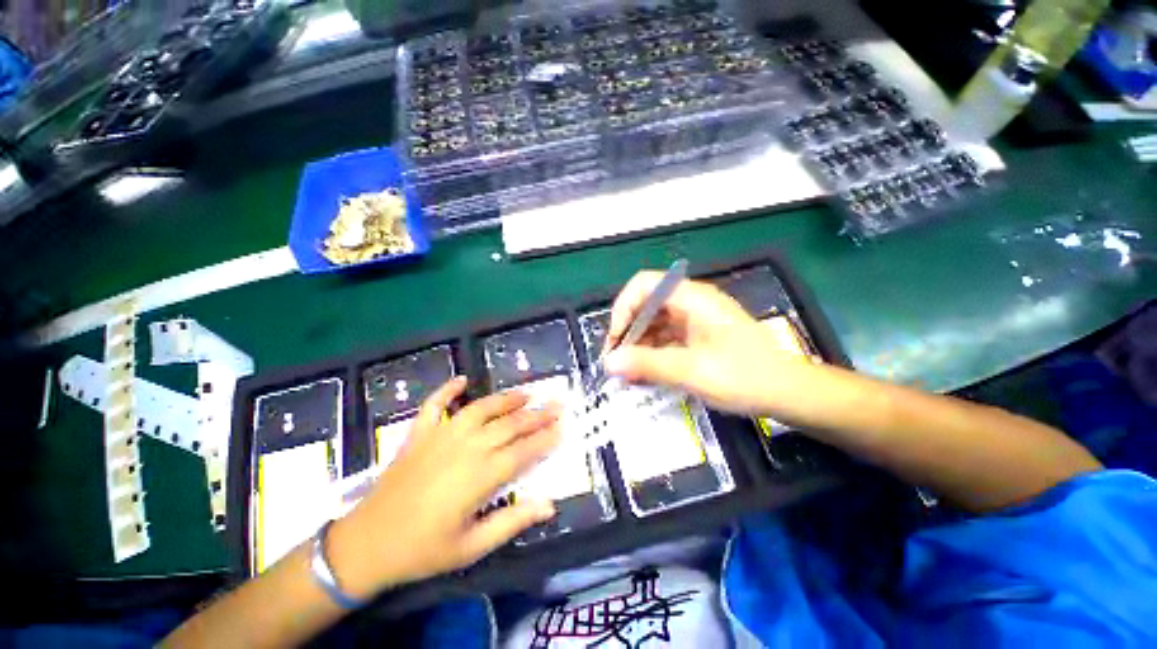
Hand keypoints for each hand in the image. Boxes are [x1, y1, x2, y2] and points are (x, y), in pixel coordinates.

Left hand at [327, 377, 559, 597]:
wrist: (366, 544)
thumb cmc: (423, 550)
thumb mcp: (472, 547)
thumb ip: (512, 521)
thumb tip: (549, 505)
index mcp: (481, 476)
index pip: (524, 451)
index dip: (546, 439)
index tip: (563, 427)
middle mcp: (466, 448)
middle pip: (510, 425)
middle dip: (537, 414)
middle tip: (557, 403)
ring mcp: (441, 436)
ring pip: (481, 408)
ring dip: (506, 399)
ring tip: (526, 393)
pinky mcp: (419, 434)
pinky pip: (435, 404)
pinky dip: (447, 389)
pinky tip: (462, 379)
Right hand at [604, 271, 814, 415]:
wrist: (788, 393)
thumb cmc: (745, 377)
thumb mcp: (692, 371)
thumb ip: (647, 364)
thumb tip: (608, 363)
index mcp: (692, 298)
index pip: (643, 285)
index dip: (623, 308)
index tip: (616, 340)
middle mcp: (690, 302)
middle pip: (645, 305)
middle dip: (626, 331)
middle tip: (616, 362)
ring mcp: (694, 318)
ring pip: (653, 323)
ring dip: (637, 344)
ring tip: (628, 372)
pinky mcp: (696, 334)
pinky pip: (665, 337)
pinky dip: (652, 352)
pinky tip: (645, 372)